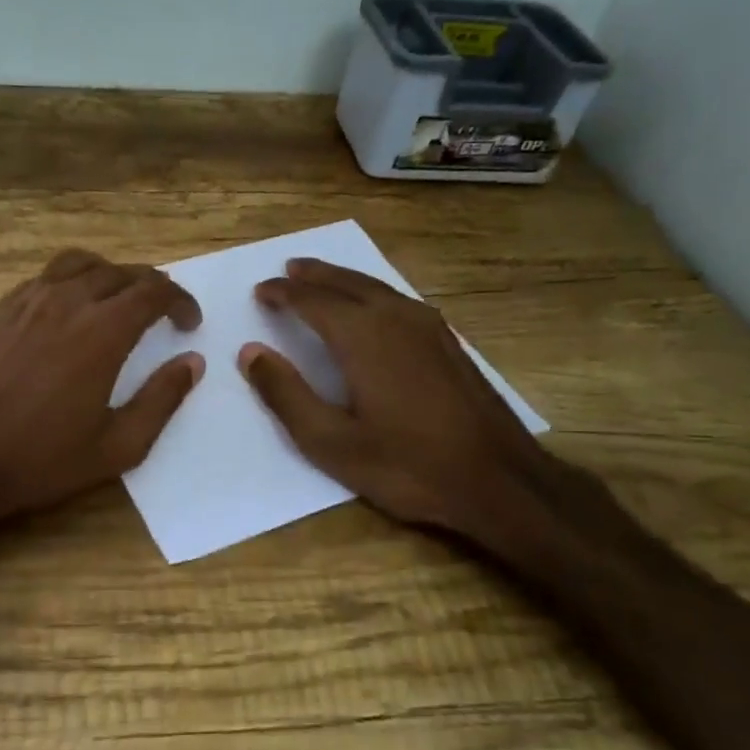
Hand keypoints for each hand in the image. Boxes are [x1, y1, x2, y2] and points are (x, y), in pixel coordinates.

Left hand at [0, 250, 203, 532]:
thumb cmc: (41, 461)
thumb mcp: (117, 446)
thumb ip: (161, 400)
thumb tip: (192, 363)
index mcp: (102, 332)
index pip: (153, 291)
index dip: (180, 300)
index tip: (188, 323)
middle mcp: (65, 302)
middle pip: (119, 272)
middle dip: (149, 286)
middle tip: (160, 313)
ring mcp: (25, 303)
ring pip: (78, 265)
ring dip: (109, 276)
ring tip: (117, 302)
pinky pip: (43, 279)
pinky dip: (69, 283)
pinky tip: (67, 313)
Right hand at [237, 258, 555, 544]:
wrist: (498, 480)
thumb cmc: (406, 465)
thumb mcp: (331, 442)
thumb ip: (286, 394)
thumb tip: (250, 353)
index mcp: (363, 337)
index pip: (312, 301)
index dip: (282, 294)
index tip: (260, 291)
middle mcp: (396, 318)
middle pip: (347, 283)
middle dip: (314, 275)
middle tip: (289, 269)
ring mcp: (430, 328)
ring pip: (378, 288)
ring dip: (344, 280)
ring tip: (322, 279)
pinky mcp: (449, 343)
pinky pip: (399, 301)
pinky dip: (373, 293)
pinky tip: (373, 307)